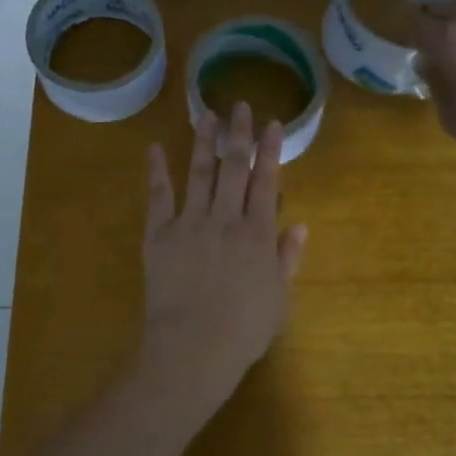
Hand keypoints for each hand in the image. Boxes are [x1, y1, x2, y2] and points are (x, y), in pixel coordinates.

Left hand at [138, 101, 307, 417]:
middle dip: (239, 135)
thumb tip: (301, 226)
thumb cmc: (243, 331)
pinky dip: (156, 172)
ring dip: (203, 142)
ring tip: (206, 114)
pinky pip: (158, 197)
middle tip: (240, 106)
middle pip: (234, 168)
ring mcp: (190, 224)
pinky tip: (154, 148)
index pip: (267, 181)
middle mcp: (226, 219)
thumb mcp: (279, 299)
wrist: (193, 349)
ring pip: (199, 173)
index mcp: (258, 234)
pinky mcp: (159, 236)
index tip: (273, 123)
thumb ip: (288, 259)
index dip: (271, 150)